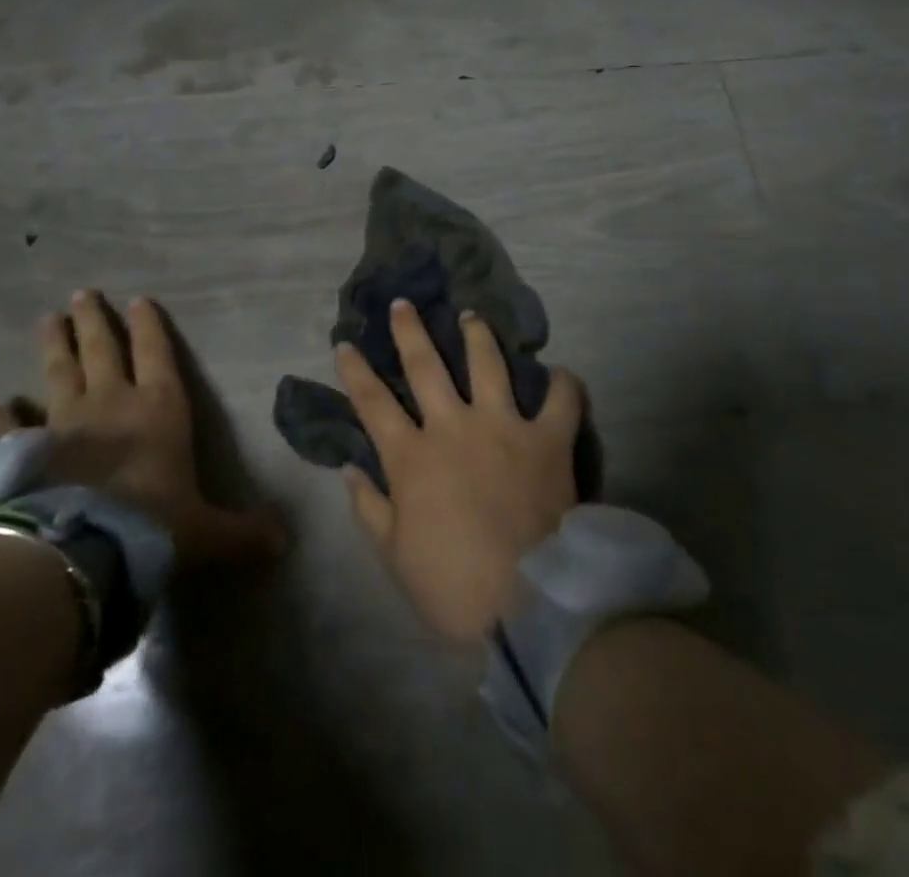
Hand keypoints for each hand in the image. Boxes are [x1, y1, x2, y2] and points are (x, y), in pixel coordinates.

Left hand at [0, 290, 285, 565]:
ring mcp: (62, 424)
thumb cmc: (153, 527)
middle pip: (102, 350)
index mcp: (158, 409)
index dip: (149, 327)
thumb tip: (285, 545)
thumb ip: (242, 534)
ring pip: (58, 373)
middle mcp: (111, 403)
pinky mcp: (23, 452)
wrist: (80, 552)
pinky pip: (6, 428)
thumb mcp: (207, 533)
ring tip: (48, 318)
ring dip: (54, 345)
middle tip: (81, 294)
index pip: (157, 354)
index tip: (138, 299)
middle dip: (94, 321)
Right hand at [337, 299, 584, 641]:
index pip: (373, 403)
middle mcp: (454, 427)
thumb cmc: (452, 586)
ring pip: (487, 365)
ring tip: (471, 315)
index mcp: (412, 457)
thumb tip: (349, 469)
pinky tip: (561, 373)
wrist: (527, 605)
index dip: (355, 371)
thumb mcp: (395, 556)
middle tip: (403, 304)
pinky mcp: (548, 439)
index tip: (344, 344)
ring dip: (477, 336)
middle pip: (425, 367)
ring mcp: (504, 427)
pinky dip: (563, 384)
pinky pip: (560, 401)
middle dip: (410, 332)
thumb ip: (370, 508)